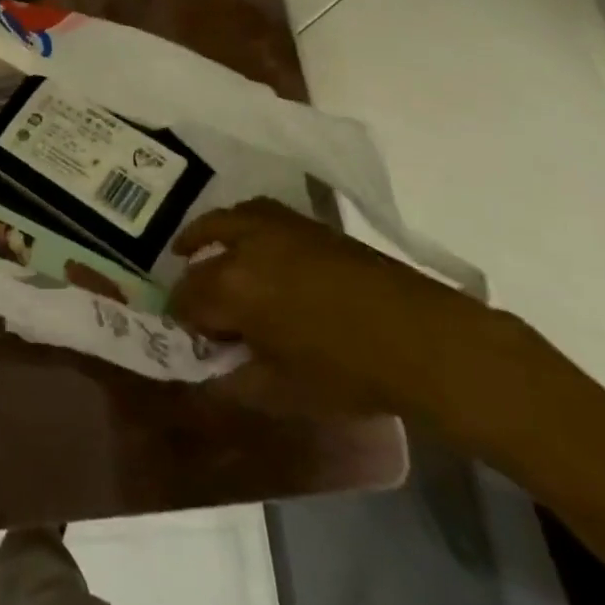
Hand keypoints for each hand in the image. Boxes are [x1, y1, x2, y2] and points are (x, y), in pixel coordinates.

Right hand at [170, 198, 528, 425]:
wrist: (421, 339)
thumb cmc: (348, 374)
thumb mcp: (282, 392)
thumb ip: (235, 382)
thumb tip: (208, 378)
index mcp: (230, 289)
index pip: (186, 300)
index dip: (183, 322)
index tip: (192, 339)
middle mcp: (243, 248)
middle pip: (199, 262)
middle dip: (193, 286)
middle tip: (200, 310)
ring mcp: (275, 228)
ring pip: (221, 222)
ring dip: (203, 237)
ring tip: (193, 250)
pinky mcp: (304, 223)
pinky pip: (255, 212)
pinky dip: (239, 223)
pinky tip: (246, 240)